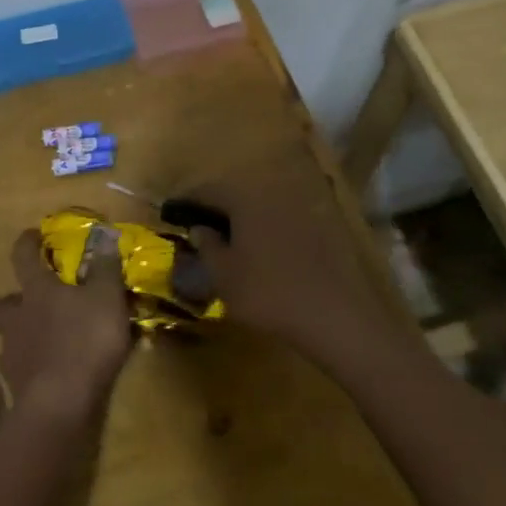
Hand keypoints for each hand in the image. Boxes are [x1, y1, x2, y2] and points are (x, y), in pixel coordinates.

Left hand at [0, 229, 132, 419]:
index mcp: (37, 290)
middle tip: (35, 303)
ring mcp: (13, 354)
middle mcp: (17, 317)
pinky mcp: (16, 386)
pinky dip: (34, 367)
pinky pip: (22, 369)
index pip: (22, 256)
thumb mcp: (106, 297)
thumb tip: (103, 235)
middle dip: (13, 300)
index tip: (33, 236)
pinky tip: (53, 373)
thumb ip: (105, 266)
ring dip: (24, 336)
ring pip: (10, 337)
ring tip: (49, 342)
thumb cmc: (84, 340)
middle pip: (1, 303)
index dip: (27, 243)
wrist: (60, 404)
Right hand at [181, 168, 380, 354]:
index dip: (186, 202)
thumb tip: (199, 229)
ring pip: (259, 207)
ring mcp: (299, 208)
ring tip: (227, 243)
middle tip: (198, 229)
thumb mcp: (224, 275)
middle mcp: (272, 193)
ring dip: (241, 220)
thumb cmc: (267, 292)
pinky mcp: (319, 228)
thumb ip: (207, 247)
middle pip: (235, 194)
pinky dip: (264, 231)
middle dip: (214, 209)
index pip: (207, 190)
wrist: (333, 315)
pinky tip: (259, 253)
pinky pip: (280, 221)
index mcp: (244, 198)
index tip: (171, 214)